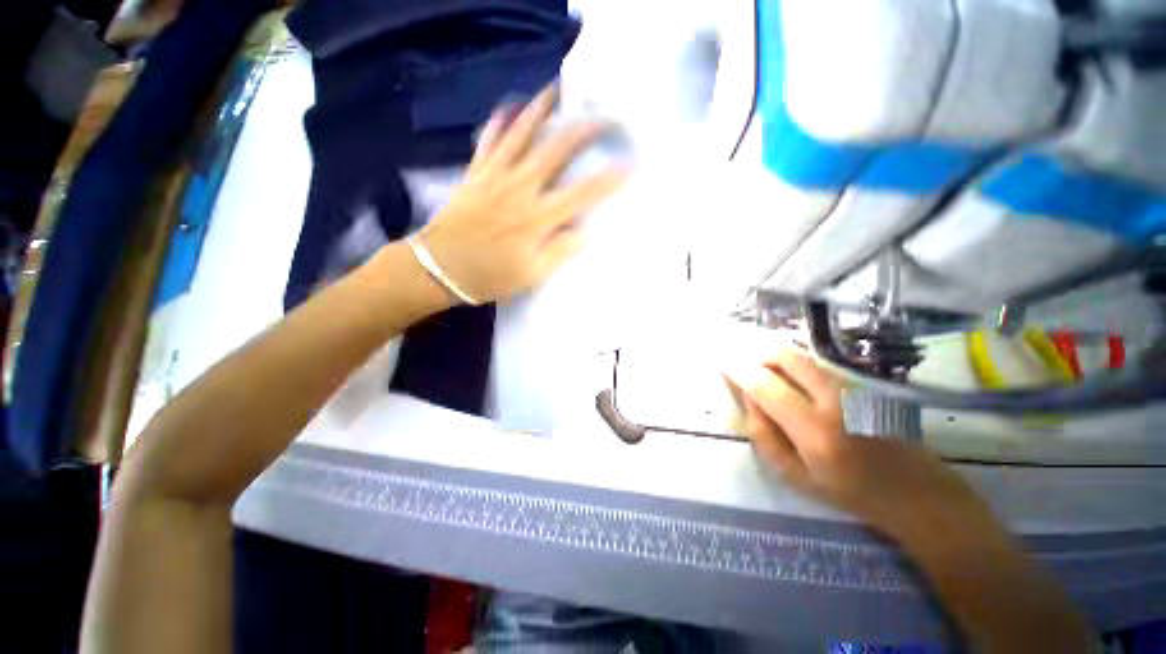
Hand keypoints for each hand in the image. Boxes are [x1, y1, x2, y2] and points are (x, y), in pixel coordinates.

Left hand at [415, 84, 628, 303]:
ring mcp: (494, 176)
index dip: (608, 178)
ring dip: (541, 110)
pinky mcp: (475, 173)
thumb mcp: (531, 274)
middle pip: (555, 150)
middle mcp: (519, 189)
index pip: (582, 193)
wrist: (439, 268)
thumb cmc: (489, 276)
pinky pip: (489, 141)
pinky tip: (508, 107)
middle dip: (583, 129)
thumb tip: (584, 231)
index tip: (630, 163)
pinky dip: (499, 122)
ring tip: (557, 90)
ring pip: (521, 133)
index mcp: (537, 218)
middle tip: (603, 114)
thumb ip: (560, 250)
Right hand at [725, 348, 984, 536]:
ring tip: (762, 368)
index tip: (723, 362)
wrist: (916, 492)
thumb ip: (763, 435)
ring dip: (775, 356)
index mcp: (814, 431)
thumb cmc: (850, 492)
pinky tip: (790, 378)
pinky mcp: (862, 384)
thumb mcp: (795, 476)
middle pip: (786, 357)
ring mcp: (852, 388)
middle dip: (757, 352)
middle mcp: (834, 401)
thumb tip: (748, 398)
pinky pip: (817, 364)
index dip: (740, 370)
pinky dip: (794, 364)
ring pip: (802, 357)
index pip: (766, 387)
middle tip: (743, 361)